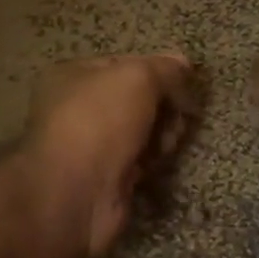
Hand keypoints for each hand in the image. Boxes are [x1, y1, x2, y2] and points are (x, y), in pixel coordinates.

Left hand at [21, 52, 200, 257]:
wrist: (76, 195)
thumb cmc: (100, 123)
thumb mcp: (138, 78)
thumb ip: (165, 68)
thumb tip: (183, 63)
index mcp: (73, 76)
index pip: (127, 64)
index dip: (159, 71)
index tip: (185, 83)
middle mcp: (78, 107)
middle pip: (138, 98)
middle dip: (164, 105)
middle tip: (178, 115)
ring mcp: (91, 144)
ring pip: (142, 129)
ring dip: (162, 133)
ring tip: (165, 143)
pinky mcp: (106, 176)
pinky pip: (139, 158)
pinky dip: (152, 159)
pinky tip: (156, 163)